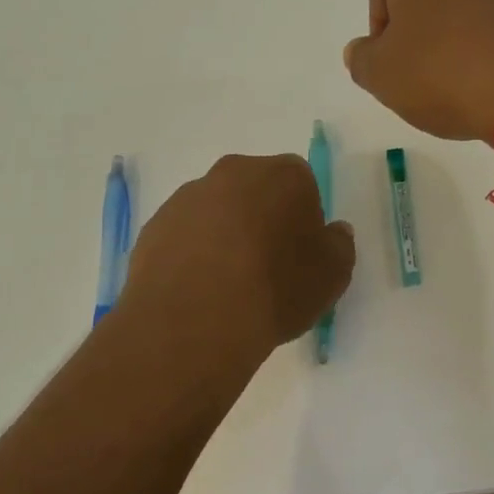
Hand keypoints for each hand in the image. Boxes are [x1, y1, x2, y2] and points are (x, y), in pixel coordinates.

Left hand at [122, 154, 354, 357]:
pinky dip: (193, 255)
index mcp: (281, 175)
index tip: (301, 254)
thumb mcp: (332, 276)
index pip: (301, 184)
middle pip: (254, 191)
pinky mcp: (154, 227)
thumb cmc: (276, 289)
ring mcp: (186, 199)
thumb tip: (332, 232)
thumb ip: (339, 246)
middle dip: (262, 220)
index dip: (304, 219)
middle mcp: (231, 174)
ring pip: (216, 212)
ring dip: (225, 237)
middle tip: (267, 267)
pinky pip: (184, 236)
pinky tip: (200, 292)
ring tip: (229, 286)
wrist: (195, 320)